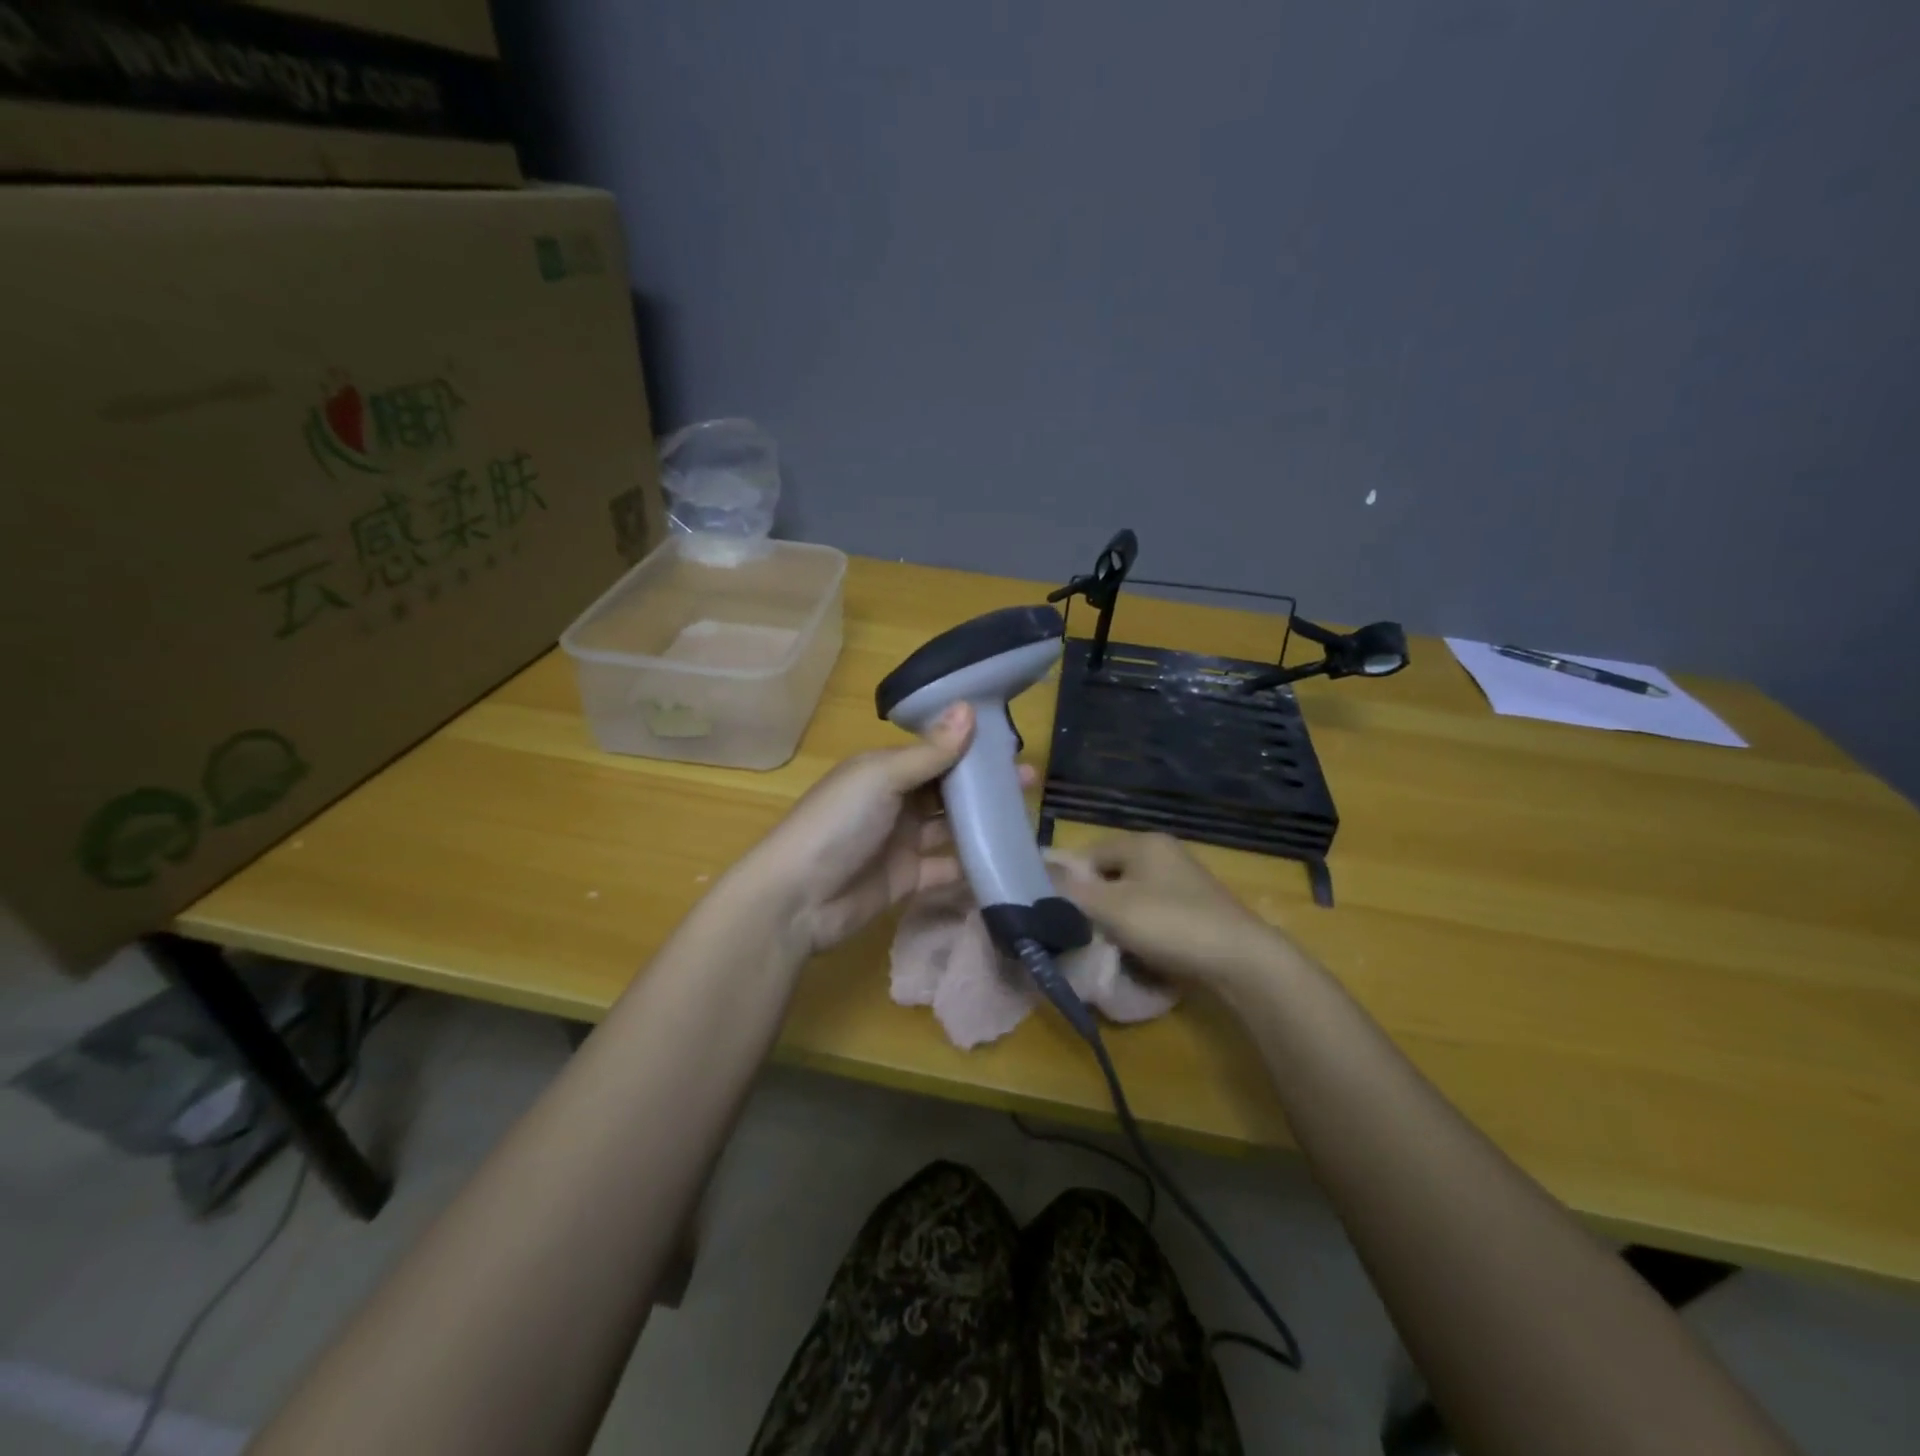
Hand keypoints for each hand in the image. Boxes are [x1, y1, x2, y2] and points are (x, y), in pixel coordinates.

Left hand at [737, 703, 1035, 954]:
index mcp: (885, 769)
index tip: (1012, 744)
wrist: (797, 899)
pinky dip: (973, 864)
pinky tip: (1006, 858)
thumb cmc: (837, 824)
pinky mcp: (909, 879)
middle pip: (947, 788)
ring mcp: (902, 842)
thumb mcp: (881, 778)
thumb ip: (929, 752)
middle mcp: (895, 801)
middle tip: (1029, 781)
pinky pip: (948, 868)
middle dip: (985, 784)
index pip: (935, 750)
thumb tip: (968, 708)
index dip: (970, 746)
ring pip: (951, 827)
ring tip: (1027, 816)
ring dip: (984, 822)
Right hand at [1058, 833, 1295, 990]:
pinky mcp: (1196, 908)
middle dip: (1092, 902)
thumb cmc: (1171, 924)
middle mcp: (1163, 854)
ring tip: (1105, 944)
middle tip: (1077, 930)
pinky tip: (1136, 951)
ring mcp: (1183, 881)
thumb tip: (1039, 871)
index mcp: (1143, 843)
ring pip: (1131, 896)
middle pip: (1110, 874)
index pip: (1088, 852)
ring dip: (1115, 918)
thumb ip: (1072, 889)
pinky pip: (1153, 913)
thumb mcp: (1112, 907)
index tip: (1055, 910)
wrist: (1241, 960)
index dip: (1067, 879)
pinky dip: (1140, 929)